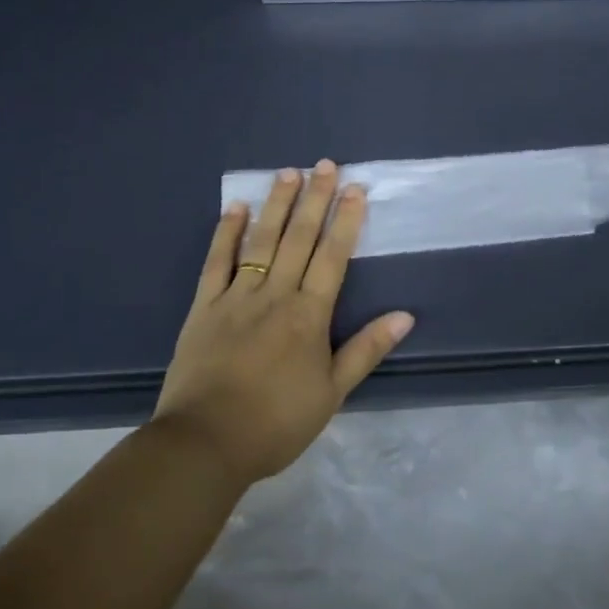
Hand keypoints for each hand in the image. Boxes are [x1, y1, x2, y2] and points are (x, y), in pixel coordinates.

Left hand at [154, 160, 414, 486]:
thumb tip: (405, 315)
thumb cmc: (275, 423)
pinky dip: (226, 233)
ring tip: (288, 173)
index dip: (346, 220)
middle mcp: (275, 294)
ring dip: (277, 205)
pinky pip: (216, 262)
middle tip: (325, 164)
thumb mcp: (332, 393)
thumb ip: (366, 350)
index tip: (355, 189)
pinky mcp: (204, 307)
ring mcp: (236, 297)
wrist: (204, 444)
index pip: (332, 257)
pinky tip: (235, 207)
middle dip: (315, 199)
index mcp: (309, 315)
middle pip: (299, 238)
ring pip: (261, 241)